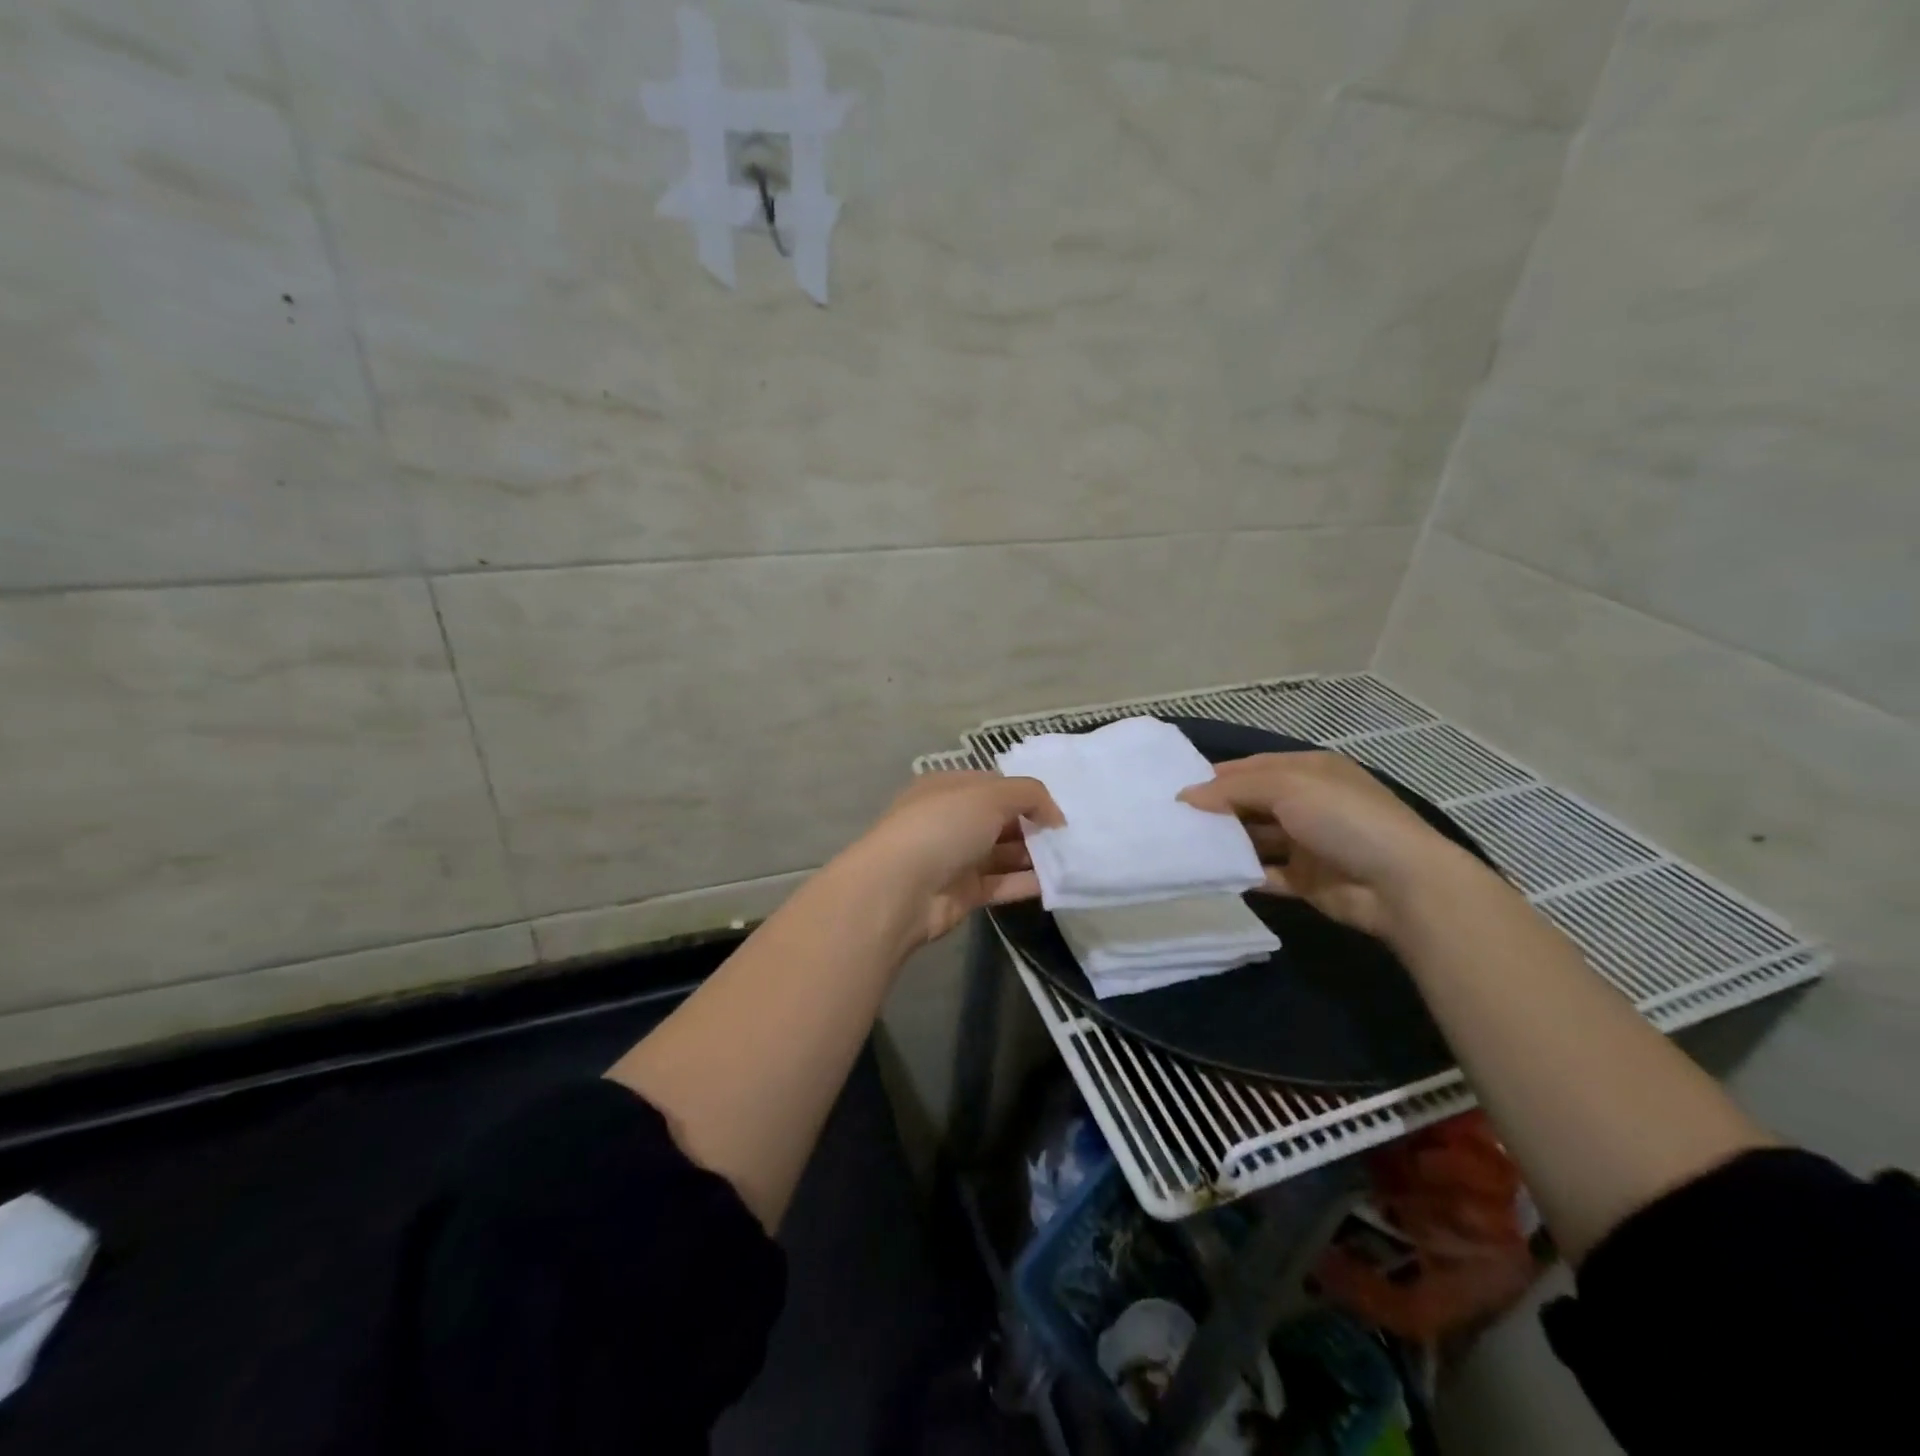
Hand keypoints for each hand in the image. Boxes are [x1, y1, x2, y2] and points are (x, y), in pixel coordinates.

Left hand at [847, 772, 1063, 944]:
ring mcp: (955, 858)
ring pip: (1003, 853)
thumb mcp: (990, 794)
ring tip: (1073, 858)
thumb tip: (1054, 816)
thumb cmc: (942, 826)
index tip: (1059, 809)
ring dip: (1035, 856)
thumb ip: (1029, 795)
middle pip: (1001, 820)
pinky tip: (1058, 883)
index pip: (995, 785)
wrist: (899, 889)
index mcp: (948, 788)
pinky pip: (1002, 884)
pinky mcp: (963, 893)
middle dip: (1034, 826)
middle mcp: (951, 820)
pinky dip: (1027, 883)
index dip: (1027, 794)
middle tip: (1072, 835)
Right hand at [1178, 752, 1475, 937]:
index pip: (1252, 767)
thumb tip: (1186, 795)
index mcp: (1309, 771)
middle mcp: (1308, 803)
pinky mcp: (1307, 880)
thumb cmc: (1343, 819)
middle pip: (1251, 802)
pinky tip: (1209, 874)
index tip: (1176, 790)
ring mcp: (1308, 843)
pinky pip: (1265, 873)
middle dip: (1216, 810)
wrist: (1401, 884)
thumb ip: (1233, 789)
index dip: (1216, 776)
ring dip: (1225, 842)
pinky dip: (1241, 874)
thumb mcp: (1286, 787)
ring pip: (1255, 838)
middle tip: (1171, 820)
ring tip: (1181, 847)